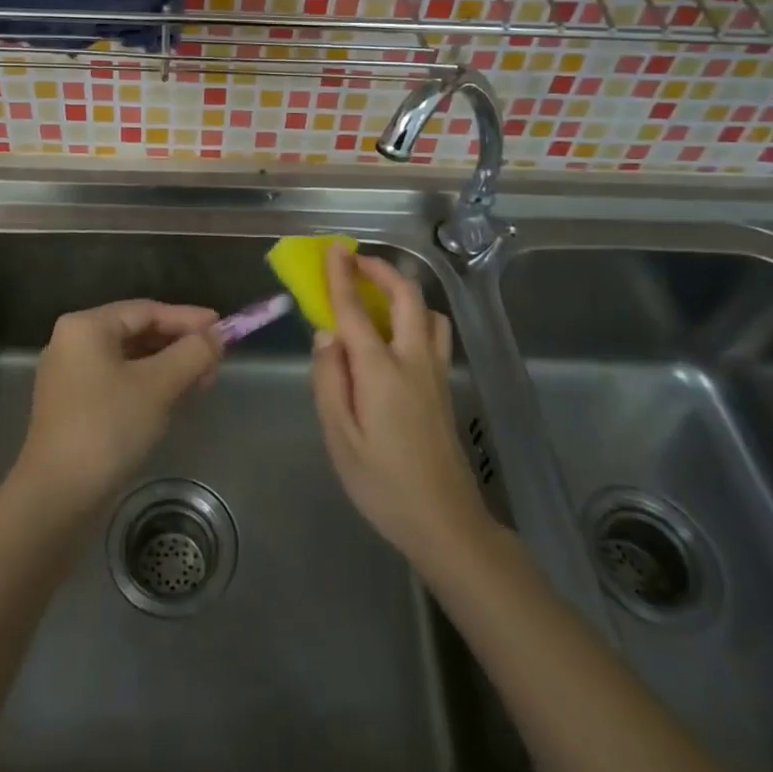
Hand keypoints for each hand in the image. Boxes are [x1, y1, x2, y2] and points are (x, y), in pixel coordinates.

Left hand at [13, 300, 221, 514]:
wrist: (58, 496)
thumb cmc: (108, 427)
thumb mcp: (158, 385)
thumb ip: (192, 353)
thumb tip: (218, 334)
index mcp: (86, 327)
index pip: (147, 310)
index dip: (188, 319)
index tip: (223, 329)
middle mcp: (73, 342)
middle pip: (137, 332)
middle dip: (179, 345)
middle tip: (216, 361)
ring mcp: (70, 376)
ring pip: (130, 359)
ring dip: (168, 367)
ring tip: (202, 381)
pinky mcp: (73, 406)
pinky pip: (118, 382)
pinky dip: (148, 385)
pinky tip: (174, 399)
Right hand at [310, 245, 492, 566]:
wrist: (446, 523)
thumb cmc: (383, 484)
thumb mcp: (339, 437)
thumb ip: (329, 379)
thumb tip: (326, 335)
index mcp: (381, 370)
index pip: (355, 310)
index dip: (342, 275)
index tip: (334, 247)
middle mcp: (413, 360)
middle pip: (406, 297)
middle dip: (382, 270)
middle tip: (356, 262)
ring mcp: (436, 373)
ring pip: (429, 313)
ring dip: (404, 293)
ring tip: (377, 299)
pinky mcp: (445, 387)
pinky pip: (434, 334)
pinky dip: (414, 317)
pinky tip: (395, 338)